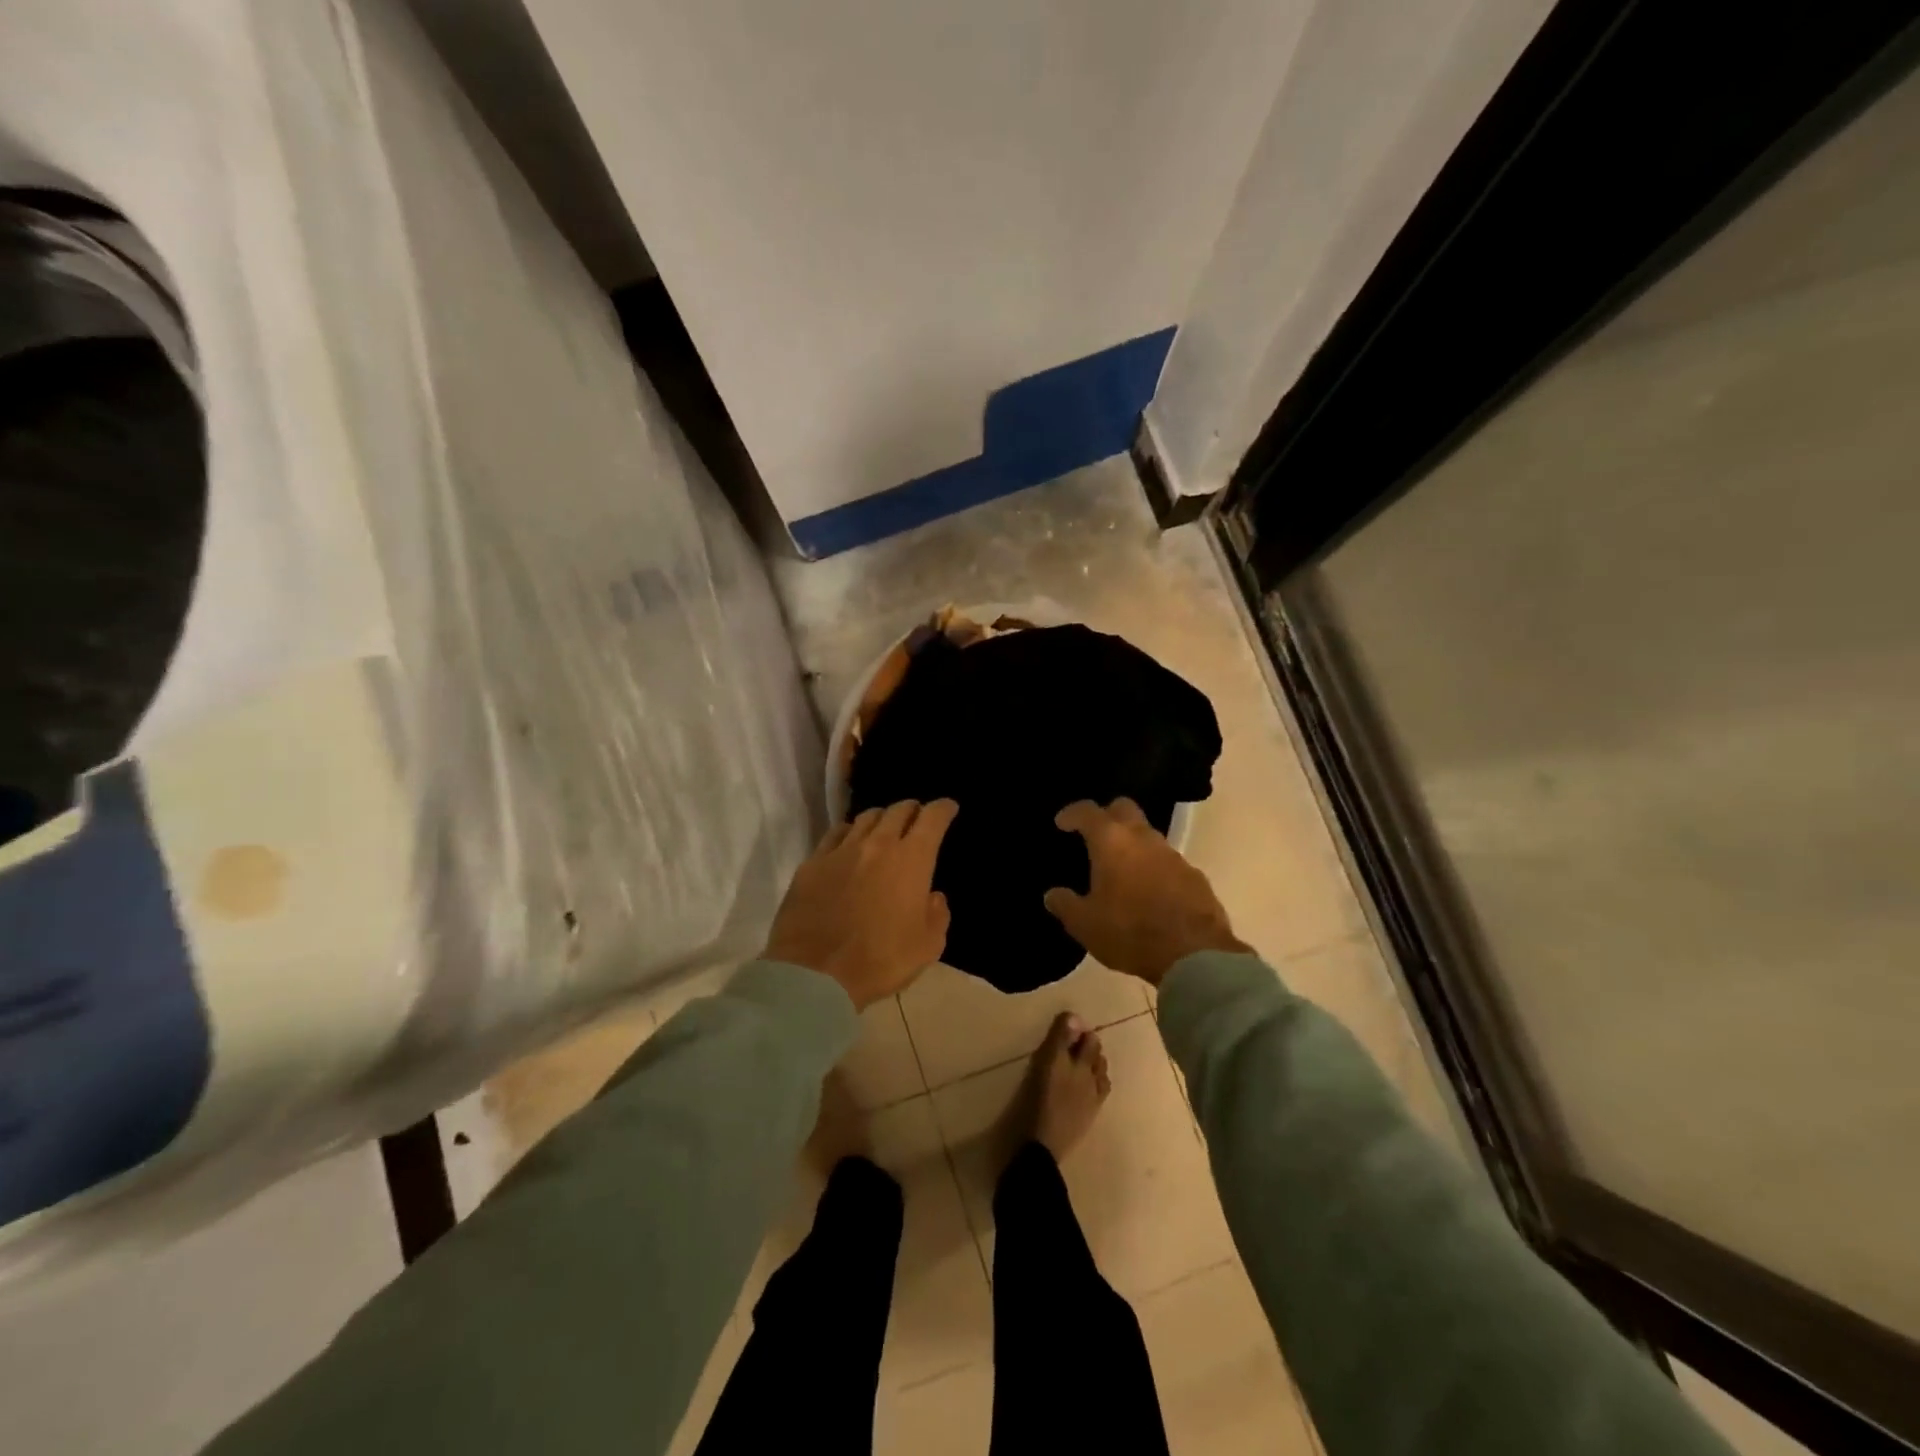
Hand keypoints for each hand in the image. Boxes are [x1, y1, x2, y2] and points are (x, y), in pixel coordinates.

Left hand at [765, 800, 957, 1009]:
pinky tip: (849, 841)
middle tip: (917, 818)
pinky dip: (849, 832)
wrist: (815, 973)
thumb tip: (933, 897)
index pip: (932, 818)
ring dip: (882, 818)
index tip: (948, 808)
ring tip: (885, 828)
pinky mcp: (813, 862)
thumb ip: (938, 915)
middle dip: (913, 809)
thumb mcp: (927, 946)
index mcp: (912, 860)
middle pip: (898, 810)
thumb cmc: (880, 960)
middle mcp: (878, 844)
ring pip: (866, 817)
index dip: (943, 808)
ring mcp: (842, 850)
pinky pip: (836, 834)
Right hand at [1043, 798, 1248, 985]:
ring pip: (1148, 835)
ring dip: (1133, 845)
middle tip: (1094, 836)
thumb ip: (1065, 905)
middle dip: (1107, 815)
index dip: (1072, 813)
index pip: (1088, 811)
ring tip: (1120, 870)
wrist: (1194, 954)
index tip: (1062, 823)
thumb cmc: (1130, 932)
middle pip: (1125, 808)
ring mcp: (1173, 855)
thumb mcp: (1085, 924)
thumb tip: (1053, 895)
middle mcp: (1144, 838)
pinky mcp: (1195, 876)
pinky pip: (1168, 862)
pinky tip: (1148, 893)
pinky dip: (1154, 868)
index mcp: (1112, 842)